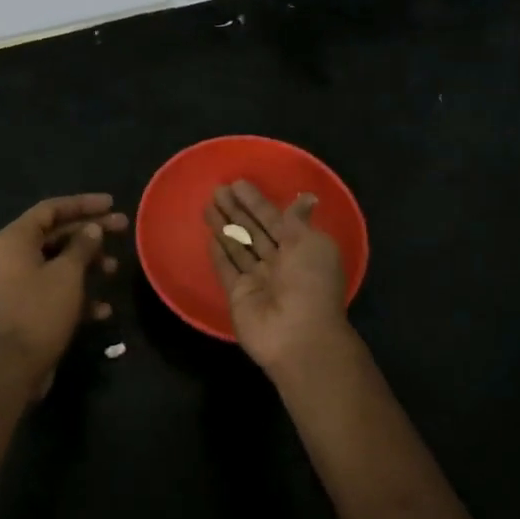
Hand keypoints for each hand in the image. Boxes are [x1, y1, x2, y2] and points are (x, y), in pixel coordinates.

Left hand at [0, 193, 124, 387]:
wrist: (15, 367)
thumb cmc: (40, 311)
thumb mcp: (67, 274)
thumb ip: (82, 246)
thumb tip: (92, 229)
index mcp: (16, 239)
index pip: (52, 209)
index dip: (83, 204)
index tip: (111, 203)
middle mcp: (14, 255)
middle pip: (57, 234)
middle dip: (91, 233)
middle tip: (123, 228)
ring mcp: (19, 282)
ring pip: (59, 263)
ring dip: (88, 264)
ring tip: (114, 269)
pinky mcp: (28, 306)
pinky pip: (56, 290)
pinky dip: (78, 294)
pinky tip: (102, 309)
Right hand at [205, 181, 350, 374]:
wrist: (298, 335)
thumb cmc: (310, 283)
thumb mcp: (312, 244)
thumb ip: (298, 221)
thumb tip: (306, 197)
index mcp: (301, 249)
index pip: (274, 219)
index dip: (257, 202)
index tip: (238, 184)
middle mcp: (279, 263)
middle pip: (254, 231)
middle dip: (237, 210)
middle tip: (217, 190)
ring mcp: (258, 280)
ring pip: (238, 247)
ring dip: (224, 226)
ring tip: (207, 205)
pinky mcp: (239, 295)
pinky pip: (227, 269)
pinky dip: (219, 253)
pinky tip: (209, 236)